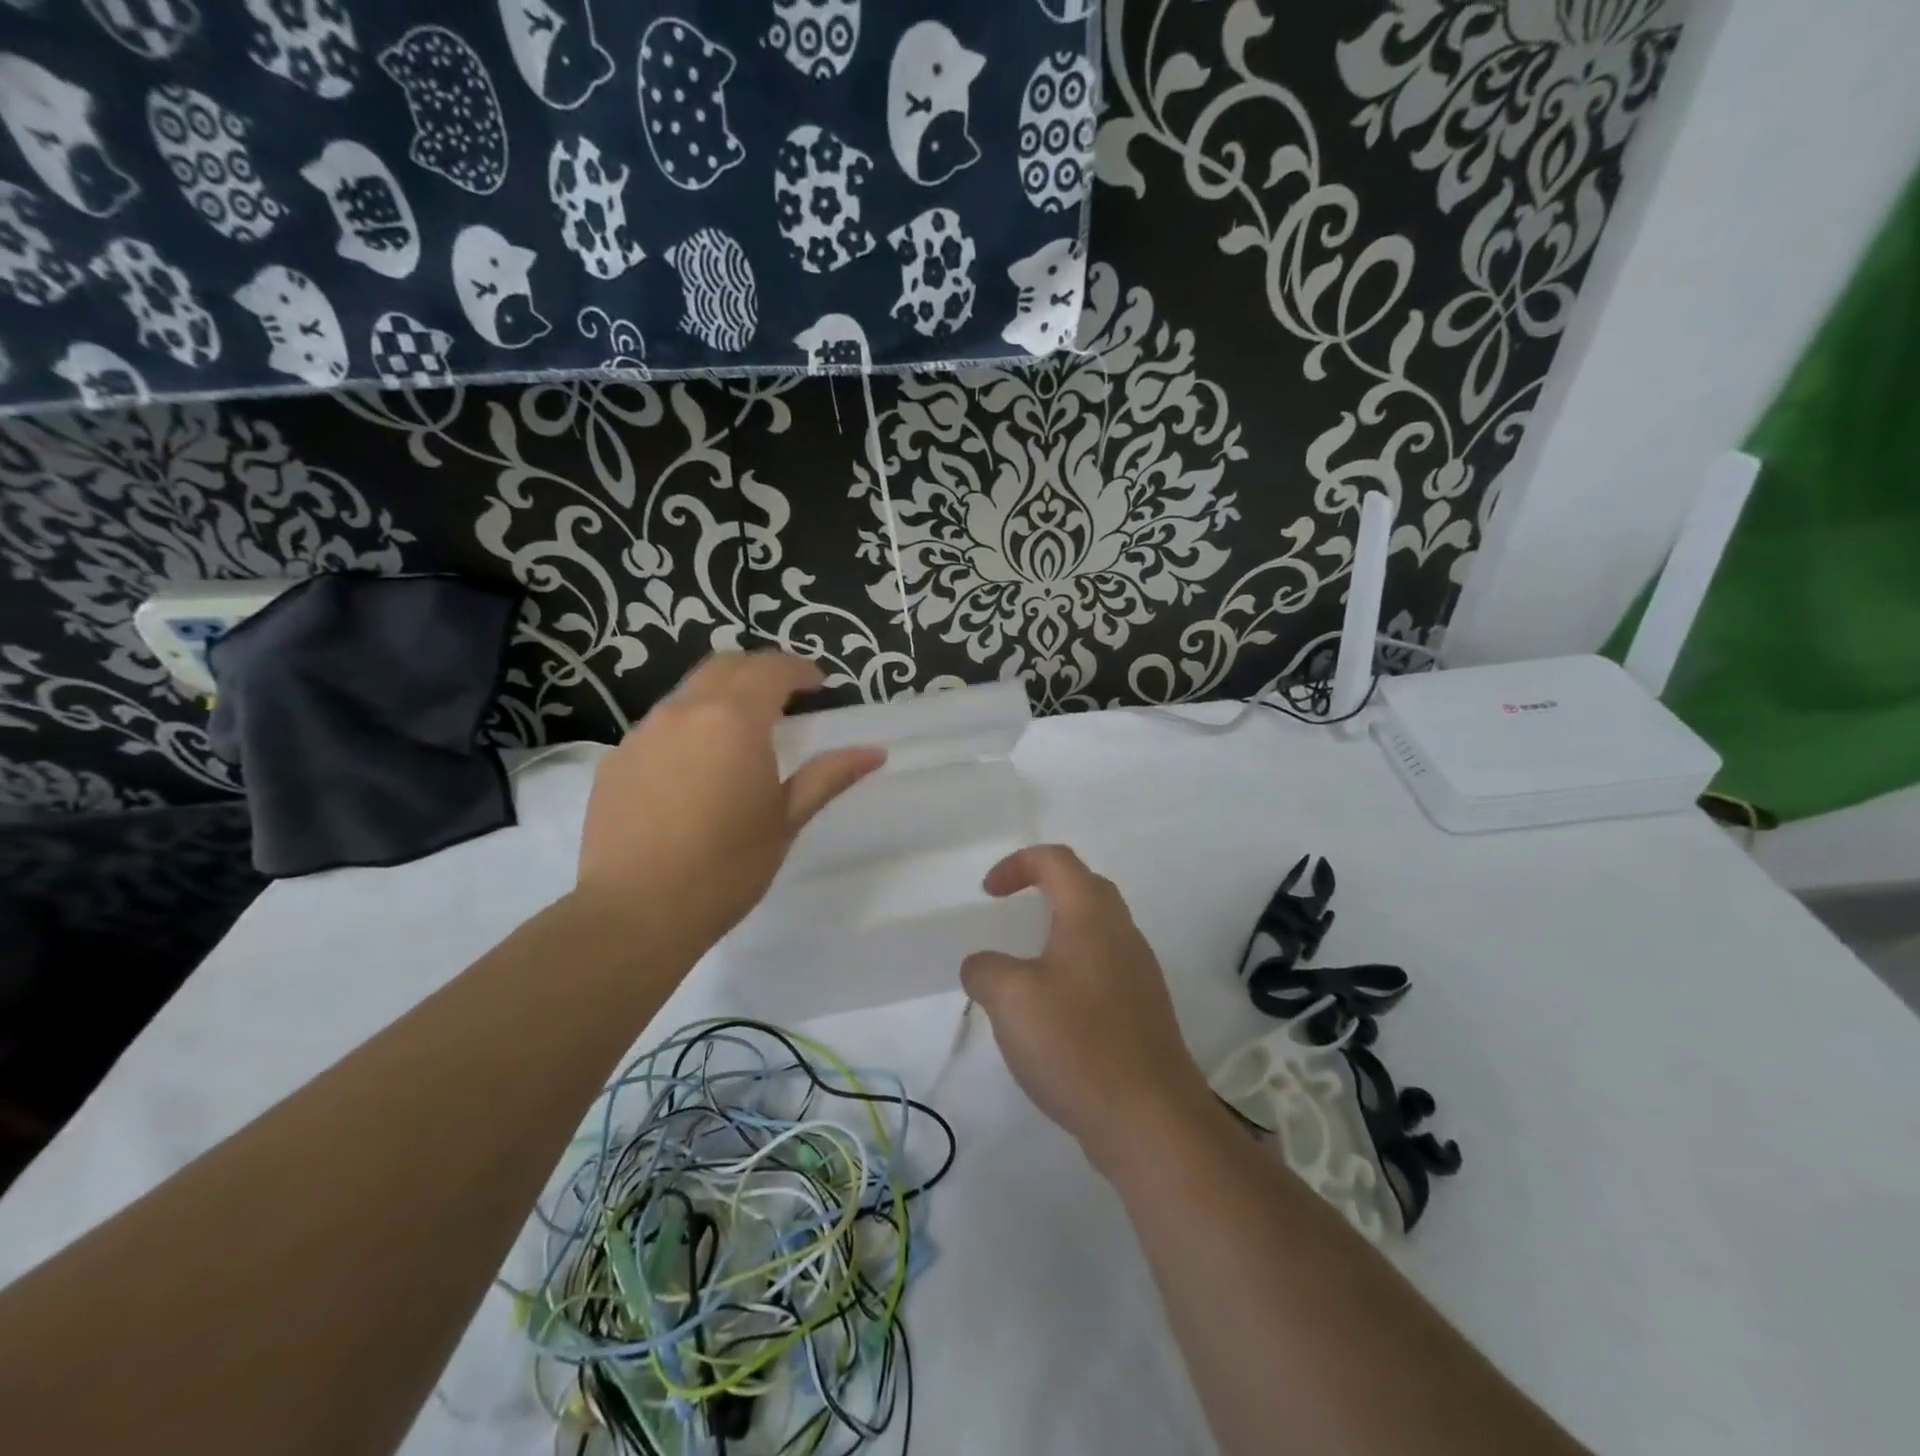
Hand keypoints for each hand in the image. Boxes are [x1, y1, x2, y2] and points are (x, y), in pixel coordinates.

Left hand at [574, 652, 883, 951]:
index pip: (771, 669)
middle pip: (725, 665)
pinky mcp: (616, 759)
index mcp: (734, 720)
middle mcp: (684, 711)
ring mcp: (643, 733)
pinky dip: (688, 728)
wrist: (634, 912)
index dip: (799, 669)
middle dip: (760, 670)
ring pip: (688, 693)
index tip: (819, 685)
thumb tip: (874, 752)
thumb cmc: (726, 867)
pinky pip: (660, 726)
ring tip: (741, 734)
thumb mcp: (786, 820)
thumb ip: (828, 776)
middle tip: (786, 697)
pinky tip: (695, 770)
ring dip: (721, 697)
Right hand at [961, 846, 1214, 1169]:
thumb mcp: (1010, 998)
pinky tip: (1052, 1016)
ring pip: (1096, 932)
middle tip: (1010, 918)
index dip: (1017, 864)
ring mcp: (1139, 974)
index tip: (988, 895)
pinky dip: (1072, 972)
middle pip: (1084, 888)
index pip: (1056, 860)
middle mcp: (1122, 934)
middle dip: (1043, 891)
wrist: (1151, 1120)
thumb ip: (985, 969)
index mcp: (1092, 915)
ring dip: (1058, 935)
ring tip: (1024, 970)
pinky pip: (1103, 970)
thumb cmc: (1076, 1043)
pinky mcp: (1144, 1012)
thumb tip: (983, 966)